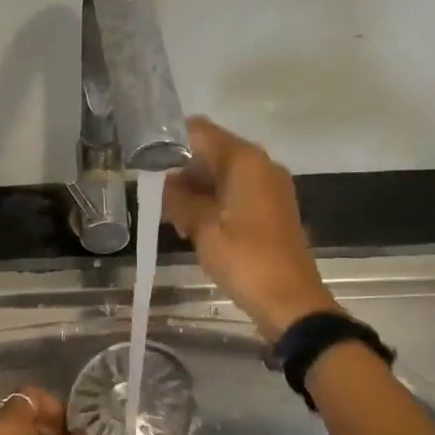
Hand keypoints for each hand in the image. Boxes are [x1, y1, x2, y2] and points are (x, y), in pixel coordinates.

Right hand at [163, 116, 336, 341]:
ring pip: (222, 173)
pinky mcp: (271, 208)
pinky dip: (213, 201)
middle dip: (181, 169)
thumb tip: (166, 182)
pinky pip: (235, 192)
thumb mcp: (203, 229)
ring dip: (195, 189)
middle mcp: (260, 165)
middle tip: (152, 194)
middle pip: (212, 151)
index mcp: (245, 161)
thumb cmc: (245, 260)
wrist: (290, 302)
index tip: (144, 160)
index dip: (169, 141)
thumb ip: (180, 199)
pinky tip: (193, 226)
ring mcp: (269, 187)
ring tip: (170, 215)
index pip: (200, 131)